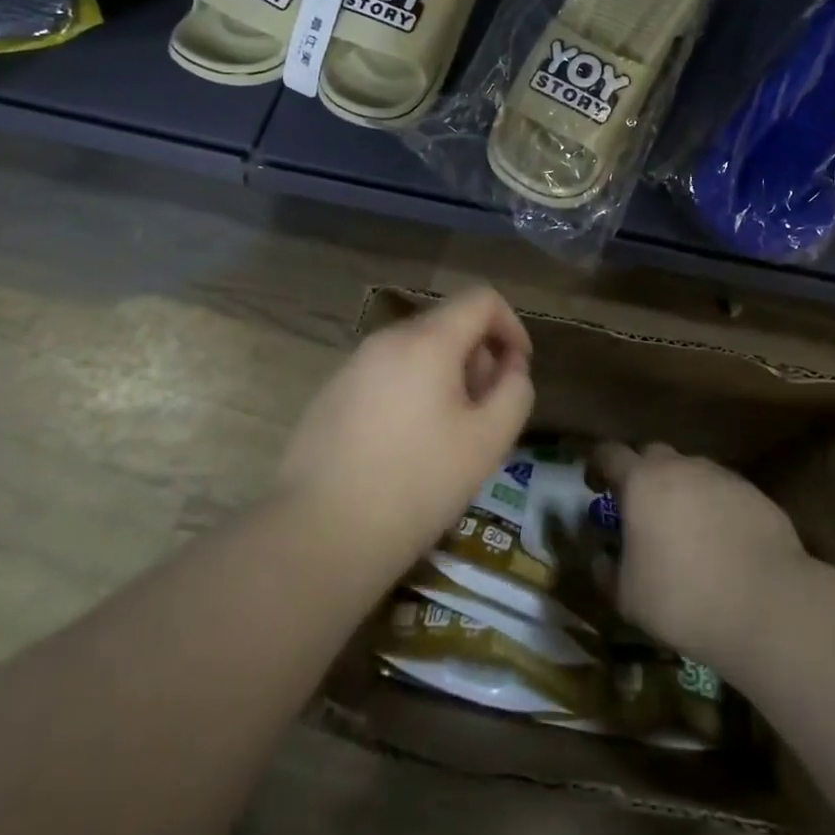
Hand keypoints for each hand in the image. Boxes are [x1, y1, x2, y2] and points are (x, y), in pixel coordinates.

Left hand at [276, 287, 533, 579]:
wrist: (317, 535)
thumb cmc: (416, 485)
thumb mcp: (487, 442)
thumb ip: (514, 392)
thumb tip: (510, 367)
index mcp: (427, 341)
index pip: (481, 299)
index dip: (511, 326)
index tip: (517, 371)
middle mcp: (387, 339)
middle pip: (448, 324)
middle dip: (478, 358)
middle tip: (484, 415)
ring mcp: (353, 365)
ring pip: (416, 351)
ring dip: (445, 378)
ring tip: (447, 437)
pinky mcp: (331, 394)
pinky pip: (387, 375)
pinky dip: (411, 392)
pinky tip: (405, 448)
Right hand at [593, 442, 808, 672]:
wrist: (768, 605)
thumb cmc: (683, 599)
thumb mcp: (629, 598)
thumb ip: (607, 572)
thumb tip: (601, 558)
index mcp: (641, 481)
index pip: (609, 453)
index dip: (598, 466)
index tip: (595, 486)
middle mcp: (680, 466)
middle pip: (652, 455)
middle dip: (641, 474)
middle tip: (640, 509)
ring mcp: (720, 476)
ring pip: (690, 471)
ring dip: (680, 490)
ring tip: (684, 529)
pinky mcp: (752, 492)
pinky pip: (721, 490)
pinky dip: (712, 506)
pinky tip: (720, 541)